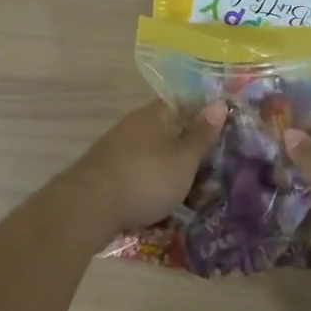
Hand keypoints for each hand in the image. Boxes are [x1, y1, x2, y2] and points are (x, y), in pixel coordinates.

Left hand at [64, 101, 224, 237]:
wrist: (89, 208)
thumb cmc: (146, 178)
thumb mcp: (184, 159)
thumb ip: (202, 134)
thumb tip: (219, 102)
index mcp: (154, 115)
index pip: (183, 104)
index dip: (203, 117)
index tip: (222, 134)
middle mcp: (133, 125)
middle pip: (167, 130)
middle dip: (186, 148)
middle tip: (210, 169)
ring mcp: (116, 149)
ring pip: (151, 154)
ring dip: (168, 169)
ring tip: (190, 192)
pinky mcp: (105, 173)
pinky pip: (137, 173)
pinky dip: (150, 185)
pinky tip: (160, 203)